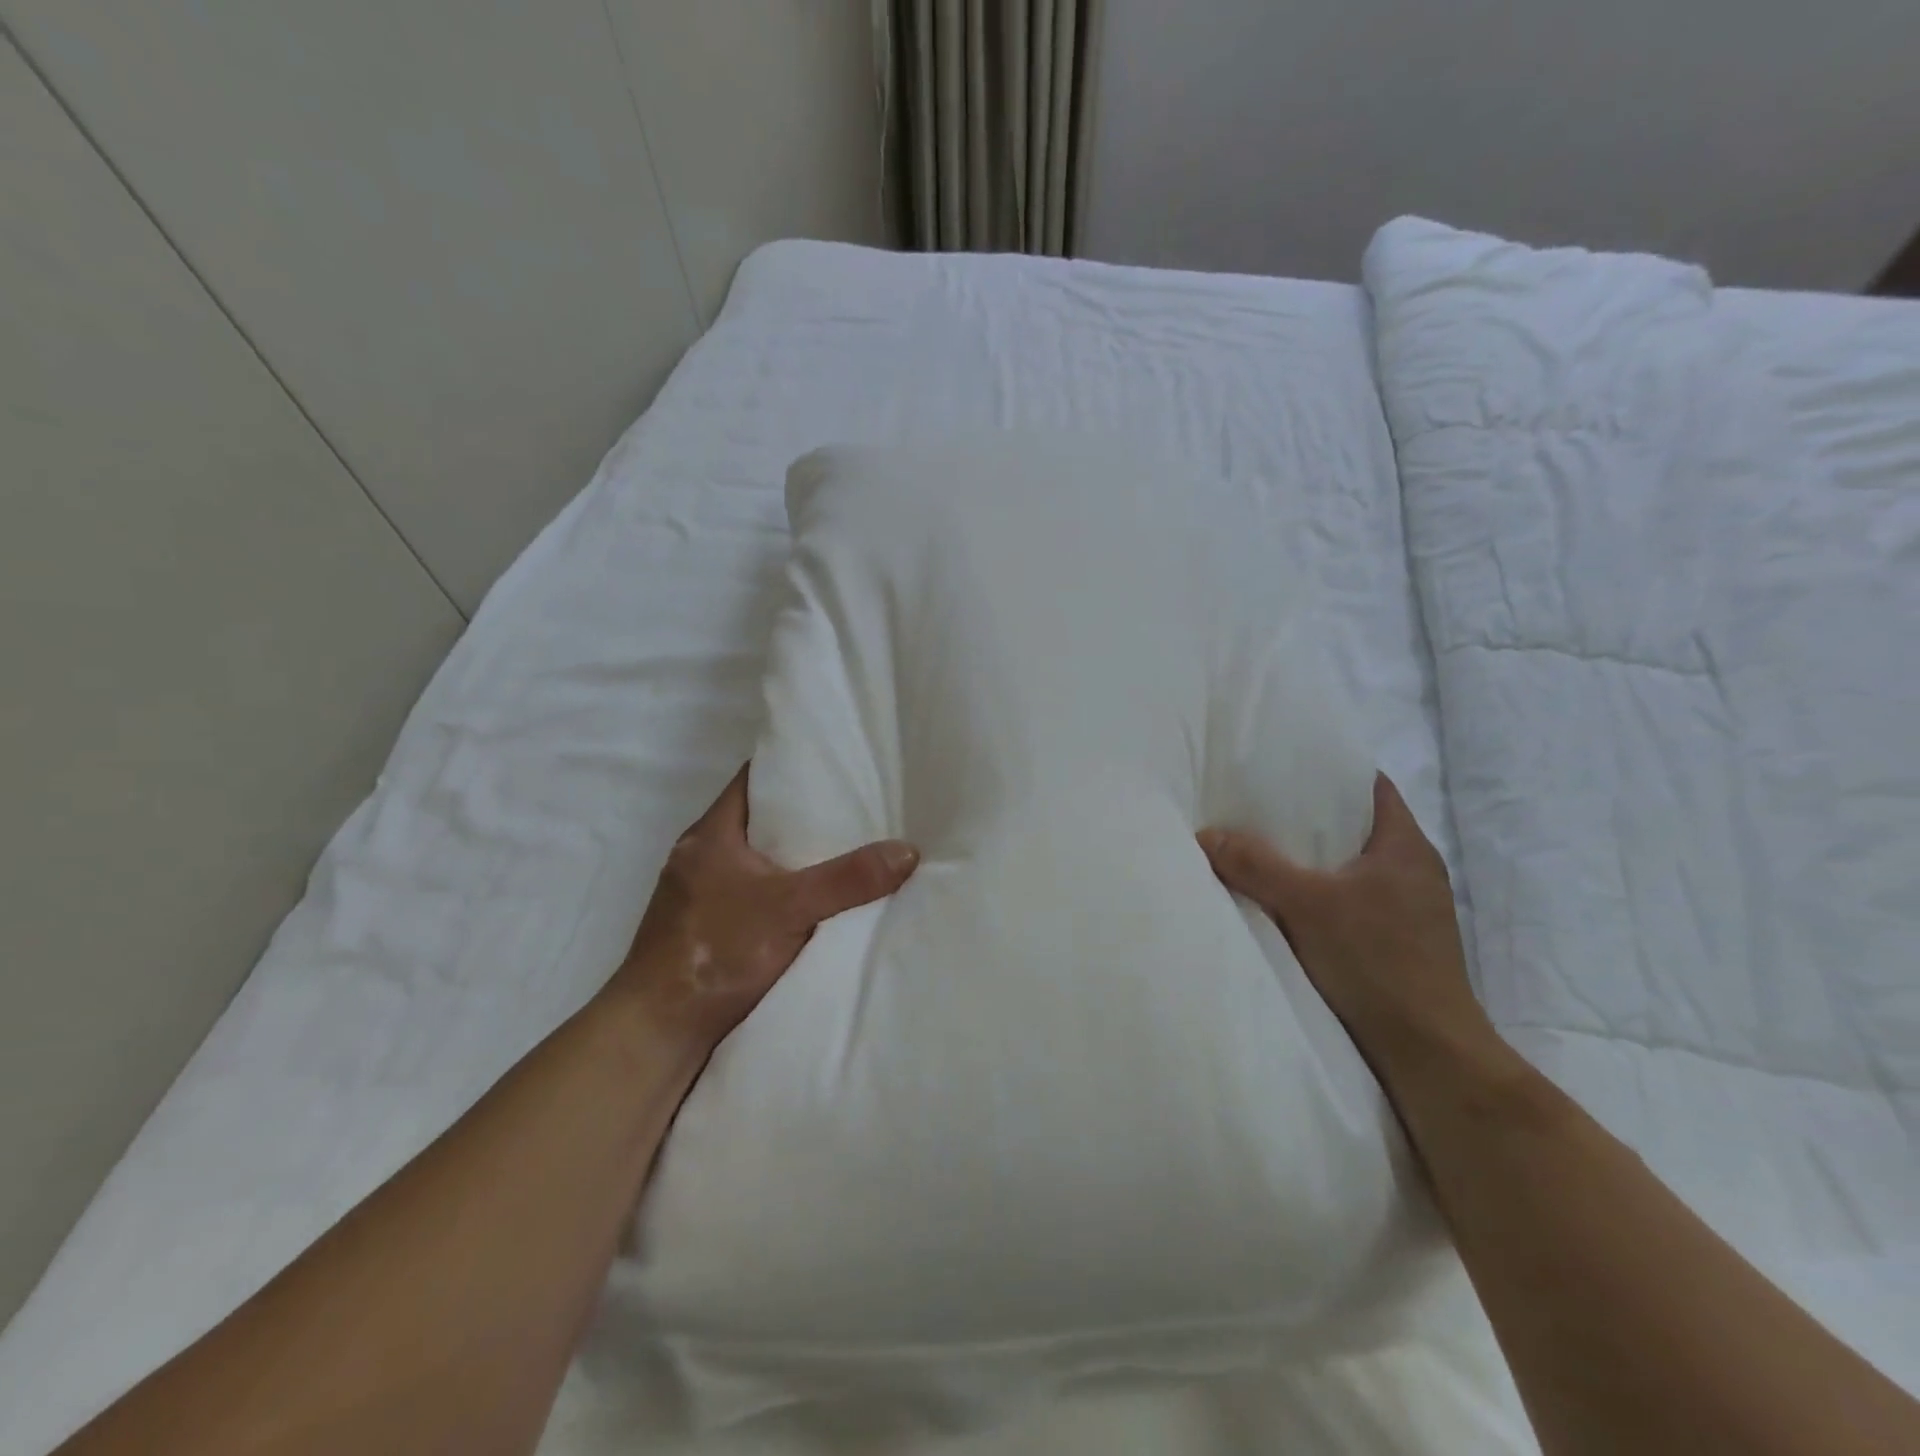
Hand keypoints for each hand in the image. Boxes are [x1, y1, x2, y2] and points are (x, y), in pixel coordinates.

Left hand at [613, 766, 918, 1054]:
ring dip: (793, 858)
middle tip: (857, 809)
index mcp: (711, 834)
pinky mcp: (704, 929)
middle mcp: (701, 856)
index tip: (838, 766)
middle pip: (759, 820)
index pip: (754, 779)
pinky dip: (781, 891)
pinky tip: (814, 902)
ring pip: (756, 860)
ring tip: (846, 850)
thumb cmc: (714, 953)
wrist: (656, 1033)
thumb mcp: (789, 909)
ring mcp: (699, 895)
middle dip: (804, 815)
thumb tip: (907, 851)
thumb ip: (848, 880)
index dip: (793, 767)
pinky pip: (752, 893)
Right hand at [1198, 773, 1493, 1072]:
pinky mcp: (1397, 943)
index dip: (1330, 770)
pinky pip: (1351, 900)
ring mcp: (1409, 910)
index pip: (1371, 786)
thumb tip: (1205, 834)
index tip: (1283, 765)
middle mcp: (1413, 871)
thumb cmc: (1377, 963)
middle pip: (1356, 825)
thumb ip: (1254, 865)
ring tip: (1260, 848)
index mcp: (1405, 847)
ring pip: (1351, 866)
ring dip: (1312, 859)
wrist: (1428, 1053)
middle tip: (1256, 805)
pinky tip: (1284, 900)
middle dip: (1309, 815)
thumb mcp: (1306, 905)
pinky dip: (1319, 893)